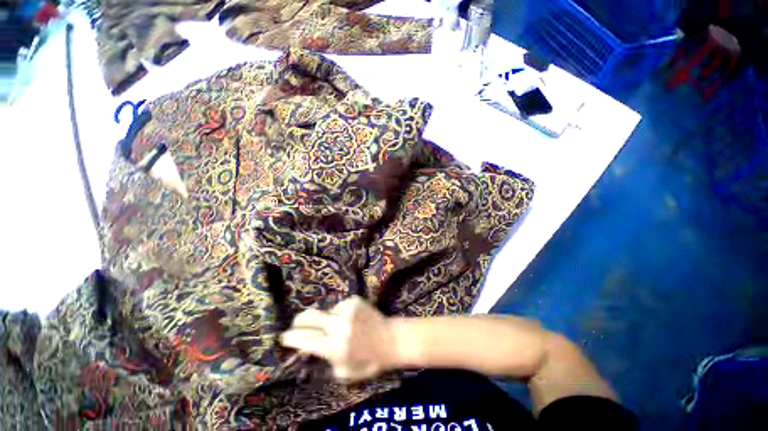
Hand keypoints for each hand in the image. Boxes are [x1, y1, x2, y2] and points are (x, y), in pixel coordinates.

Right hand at [280, 296, 398, 382]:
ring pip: (325, 312)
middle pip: (310, 317)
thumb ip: (323, 361)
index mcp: (335, 347)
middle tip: (296, 325)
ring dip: (325, 319)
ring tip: (336, 327)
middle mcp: (339, 326)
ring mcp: (348, 310)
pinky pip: (338, 306)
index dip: (291, 338)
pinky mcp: (354, 300)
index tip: (283, 338)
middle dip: (298, 321)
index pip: (305, 340)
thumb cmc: (367, 362)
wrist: (390, 340)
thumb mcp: (343, 373)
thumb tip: (307, 350)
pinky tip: (349, 320)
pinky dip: (338, 314)